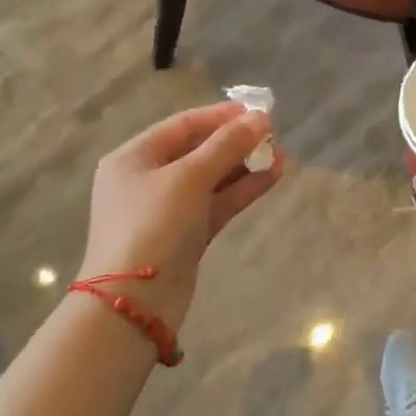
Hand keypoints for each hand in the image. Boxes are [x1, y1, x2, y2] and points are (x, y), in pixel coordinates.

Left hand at [80, 102, 282, 328]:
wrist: (134, 304)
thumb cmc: (153, 226)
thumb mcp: (189, 178)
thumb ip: (227, 145)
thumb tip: (261, 117)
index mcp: (134, 157)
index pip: (183, 125)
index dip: (220, 115)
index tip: (257, 111)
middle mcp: (148, 179)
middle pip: (198, 150)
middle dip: (236, 142)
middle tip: (273, 135)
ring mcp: (167, 210)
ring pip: (211, 178)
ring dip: (244, 166)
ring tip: (281, 156)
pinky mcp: (185, 236)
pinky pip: (216, 203)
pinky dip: (242, 190)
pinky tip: (272, 176)